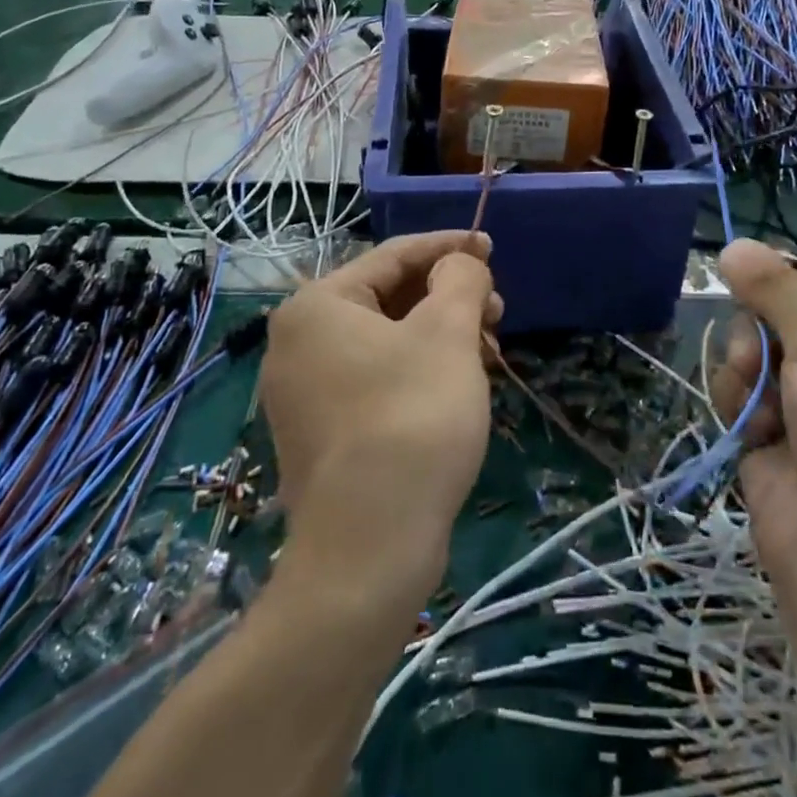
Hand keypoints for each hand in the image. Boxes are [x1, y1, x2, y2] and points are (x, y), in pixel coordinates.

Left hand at [260, 232, 500, 599]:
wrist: (369, 549)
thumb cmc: (411, 419)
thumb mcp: (447, 333)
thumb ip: (459, 278)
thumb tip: (459, 263)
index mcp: (317, 307)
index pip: (393, 256)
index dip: (448, 247)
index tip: (490, 247)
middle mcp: (298, 342)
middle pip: (389, 297)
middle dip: (449, 297)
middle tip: (497, 309)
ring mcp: (305, 392)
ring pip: (387, 340)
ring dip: (441, 335)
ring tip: (489, 351)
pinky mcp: (322, 432)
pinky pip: (377, 377)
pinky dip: (420, 369)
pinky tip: (460, 383)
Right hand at [710, 240, 796, 612]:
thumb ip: (776, 292)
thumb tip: (732, 243)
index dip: (779, 287)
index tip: (747, 278)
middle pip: (772, 324)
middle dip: (757, 334)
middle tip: (761, 356)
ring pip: (748, 359)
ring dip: (745, 373)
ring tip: (761, 406)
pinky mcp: (763, 442)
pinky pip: (736, 397)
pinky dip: (738, 406)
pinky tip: (750, 431)